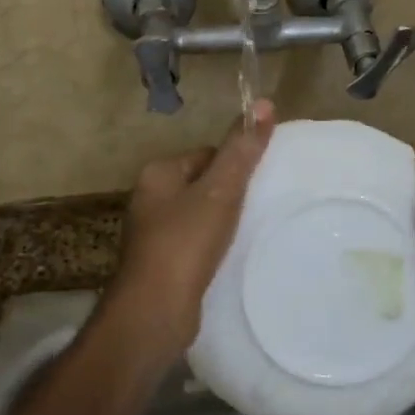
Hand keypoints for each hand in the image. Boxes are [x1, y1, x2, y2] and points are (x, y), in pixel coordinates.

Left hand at [107, 101, 276, 363]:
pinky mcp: (161, 264)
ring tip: (246, 235)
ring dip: (223, 223)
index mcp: (158, 173)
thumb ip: (242, 150)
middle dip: (230, 195)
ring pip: (199, 215)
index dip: (234, 165)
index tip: (259, 183)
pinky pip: (194, 243)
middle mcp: (149, 198)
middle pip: (203, 184)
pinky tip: (228, 259)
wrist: (154, 312)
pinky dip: (212, 247)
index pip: (206, 154)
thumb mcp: (220, 191)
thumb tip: (265, 102)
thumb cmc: (185, 242)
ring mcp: (152, 233)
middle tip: (258, 210)